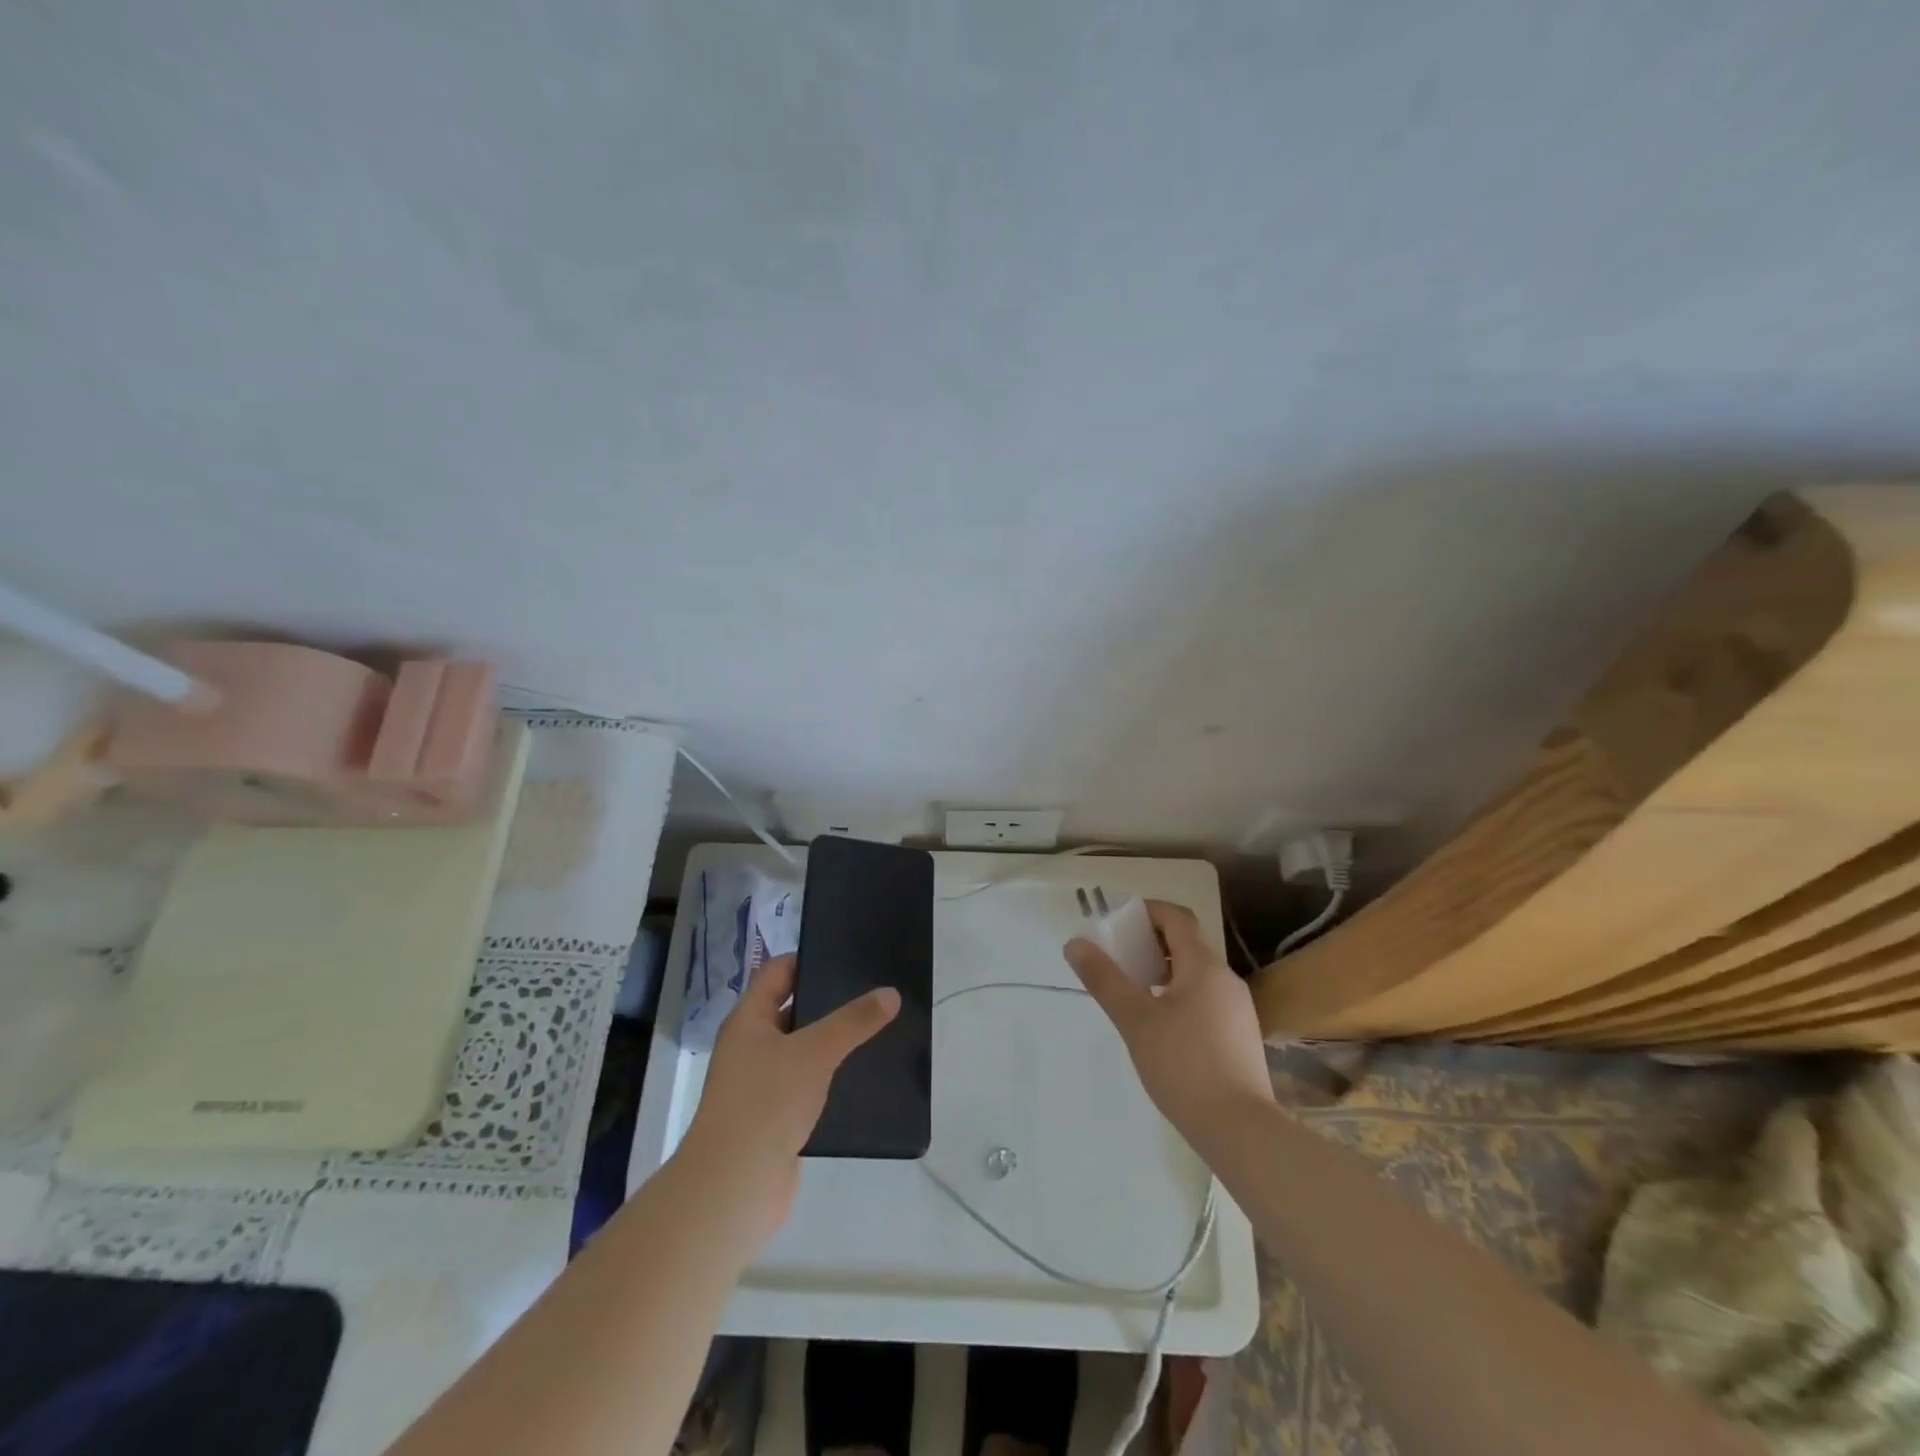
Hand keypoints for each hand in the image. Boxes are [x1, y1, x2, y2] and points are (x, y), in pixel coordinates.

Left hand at [680, 954, 898, 1243]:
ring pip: (801, 1050)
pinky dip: (830, 1079)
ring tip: (876, 1031)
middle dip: (827, 1003)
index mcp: (748, 1020)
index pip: (777, 972)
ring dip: (831, 1043)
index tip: (847, 956)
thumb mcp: (815, 1052)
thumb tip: (890, 993)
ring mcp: (760, 1084)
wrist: (734, 1187)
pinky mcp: (774, 1118)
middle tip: (871, 992)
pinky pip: (806, 1085)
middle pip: (791, 1010)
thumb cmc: (766, 1102)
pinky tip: (861, 1077)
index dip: (808, 959)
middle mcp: (750, 1047)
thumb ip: (853, 1021)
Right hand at [1064, 901, 1273, 1143]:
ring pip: (1196, 975)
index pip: (1176, 918)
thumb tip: (1075, 944)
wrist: (1240, 1130)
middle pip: (1187, 944)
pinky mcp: (1240, 1037)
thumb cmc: (1183, 1066)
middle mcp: (1226, 979)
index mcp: (1204, 966)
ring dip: (1164, 972)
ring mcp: (1238, 1009)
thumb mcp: (1135, 1020)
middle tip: (1119, 959)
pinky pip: (1206, 999)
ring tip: (1134, 994)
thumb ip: (1104, 979)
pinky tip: (1161, 1028)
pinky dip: (1180, 996)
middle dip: (1151, 944)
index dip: (1147, 912)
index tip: (1118, 922)